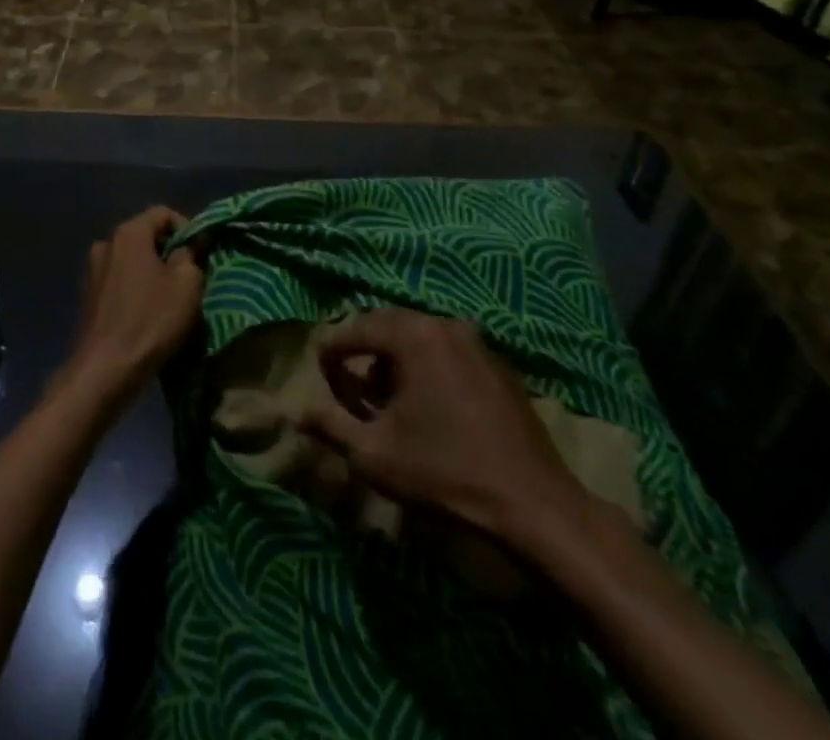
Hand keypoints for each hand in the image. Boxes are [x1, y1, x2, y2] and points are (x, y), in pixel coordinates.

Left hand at [66, 207, 204, 406]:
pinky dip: (137, 289)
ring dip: (154, 273)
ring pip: (134, 260)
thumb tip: (190, 244)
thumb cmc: (151, 320)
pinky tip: (148, 314)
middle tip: (191, 278)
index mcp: (128, 233)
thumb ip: (191, 255)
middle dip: (170, 252)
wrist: (105, 370)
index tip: (201, 256)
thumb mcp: (187, 284)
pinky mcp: (89, 296)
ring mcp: (93, 270)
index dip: (188, 229)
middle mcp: (106, 243)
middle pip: (147, 236)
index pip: (164, 213)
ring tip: (171, 299)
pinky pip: (121, 281)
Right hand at [299, 308, 604, 564]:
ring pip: (420, 339)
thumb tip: (296, 410)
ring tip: (386, 401)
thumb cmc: (444, 473)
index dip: (331, 352)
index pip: (355, 329)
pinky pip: (448, 353)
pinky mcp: (499, 366)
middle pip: (388, 327)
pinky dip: (428, 369)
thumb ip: (330, 425)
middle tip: (349, 388)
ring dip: (395, 362)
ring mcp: (477, 343)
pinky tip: (427, 408)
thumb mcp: (374, 454)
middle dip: (363, 353)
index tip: (320, 378)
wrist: (533, 505)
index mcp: (413, 335)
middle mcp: (445, 325)